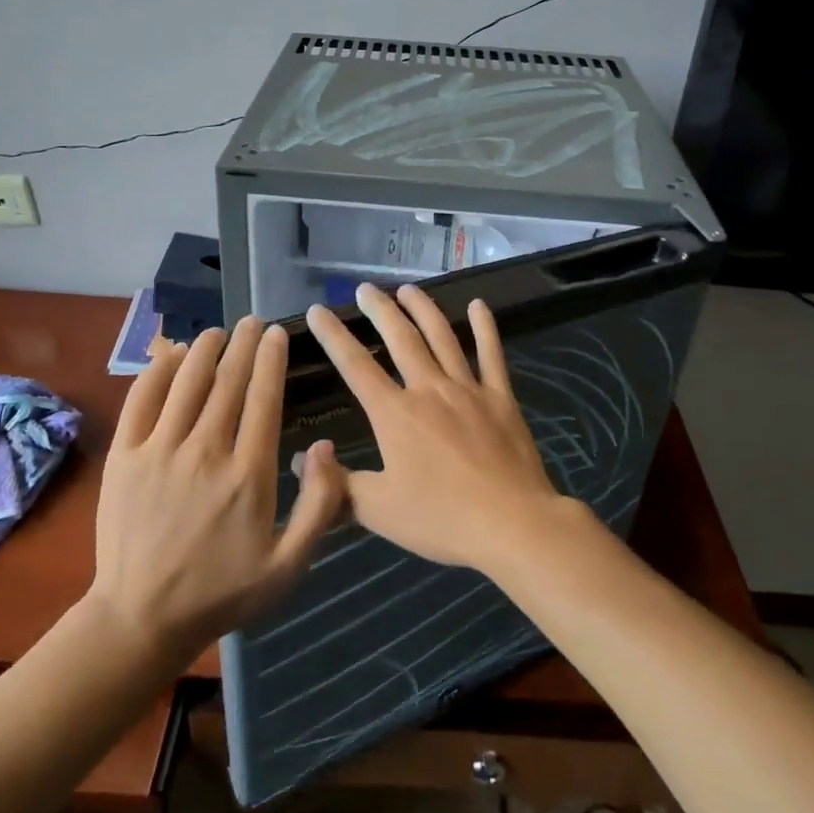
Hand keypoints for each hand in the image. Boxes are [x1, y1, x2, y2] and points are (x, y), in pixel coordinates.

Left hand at [88, 316, 346, 654]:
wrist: (141, 617)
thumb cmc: (223, 591)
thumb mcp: (289, 565)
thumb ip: (320, 506)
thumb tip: (325, 446)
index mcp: (249, 474)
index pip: (263, 398)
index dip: (271, 360)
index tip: (276, 334)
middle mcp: (206, 452)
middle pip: (228, 381)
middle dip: (243, 344)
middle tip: (252, 321)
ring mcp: (160, 451)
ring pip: (187, 381)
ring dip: (205, 348)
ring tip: (218, 331)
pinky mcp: (125, 457)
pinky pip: (142, 400)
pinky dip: (159, 370)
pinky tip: (172, 353)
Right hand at [304, 283, 571, 572]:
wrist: (512, 524)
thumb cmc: (441, 518)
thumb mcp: (378, 511)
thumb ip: (337, 484)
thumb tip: (301, 462)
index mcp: (395, 414)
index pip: (355, 365)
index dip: (333, 336)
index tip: (318, 310)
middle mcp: (429, 389)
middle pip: (400, 338)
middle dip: (380, 310)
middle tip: (365, 288)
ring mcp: (468, 389)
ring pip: (442, 336)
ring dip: (423, 309)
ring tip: (408, 289)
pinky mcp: (500, 398)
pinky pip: (491, 354)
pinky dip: (485, 327)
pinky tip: (479, 305)